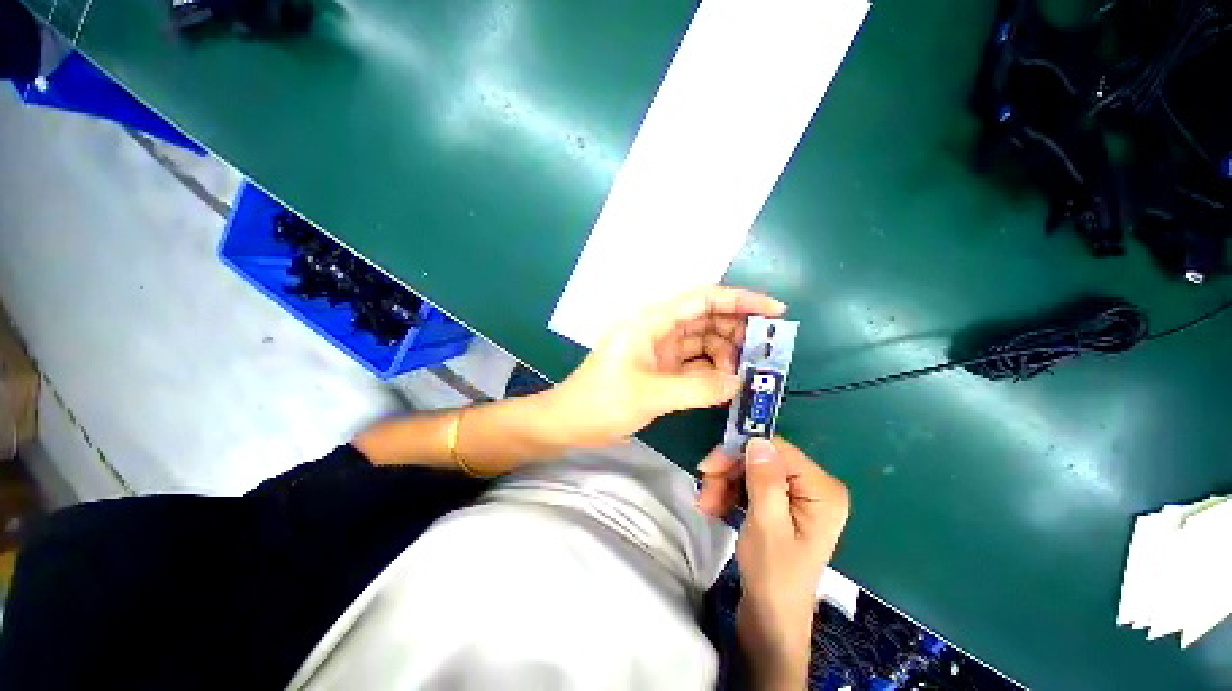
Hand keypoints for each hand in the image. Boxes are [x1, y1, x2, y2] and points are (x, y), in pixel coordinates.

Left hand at [550, 286, 784, 446]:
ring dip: (726, 355)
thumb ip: (697, 387)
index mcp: (652, 321)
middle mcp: (658, 329)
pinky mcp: (661, 368)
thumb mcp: (650, 394)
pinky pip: (694, 363)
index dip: (740, 300)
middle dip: (737, 332)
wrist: (569, 422)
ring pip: (703, 342)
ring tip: (743, 376)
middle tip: (764, 354)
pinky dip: (712, 371)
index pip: (703, 299)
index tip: (774, 311)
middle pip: (707, 319)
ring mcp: (660, 349)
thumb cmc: (601, 402)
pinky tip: (726, 384)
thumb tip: (739, 383)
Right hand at [698, 438, 849, 689]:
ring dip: (724, 482)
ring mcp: (797, 495)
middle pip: (762, 458)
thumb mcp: (767, 526)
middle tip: (704, 490)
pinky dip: (730, 491)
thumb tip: (758, 440)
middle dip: (729, 471)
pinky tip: (716, 506)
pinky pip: (751, 483)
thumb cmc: (773, 577)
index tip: (710, 467)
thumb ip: (765, 481)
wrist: (770, 619)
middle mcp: (813, 486)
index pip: (777, 450)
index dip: (741, 453)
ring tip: (707, 505)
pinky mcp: (781, 504)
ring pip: (751, 469)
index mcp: (822, 490)